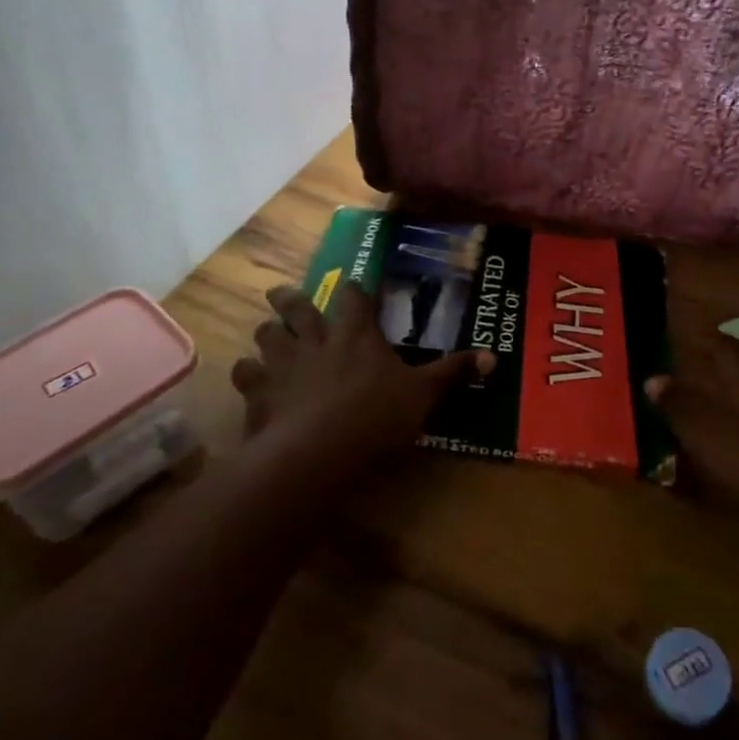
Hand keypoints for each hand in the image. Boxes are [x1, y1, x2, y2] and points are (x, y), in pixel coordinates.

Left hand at [230, 282, 493, 476]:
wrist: (317, 453)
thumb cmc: (376, 417)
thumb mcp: (424, 396)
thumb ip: (453, 374)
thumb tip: (493, 356)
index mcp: (356, 334)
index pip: (355, 297)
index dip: (357, 290)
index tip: (357, 286)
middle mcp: (316, 339)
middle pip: (298, 307)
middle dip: (291, 299)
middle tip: (282, 293)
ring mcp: (283, 364)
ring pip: (267, 335)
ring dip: (268, 332)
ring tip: (268, 333)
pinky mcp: (259, 393)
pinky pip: (245, 374)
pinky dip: (247, 373)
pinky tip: (250, 379)